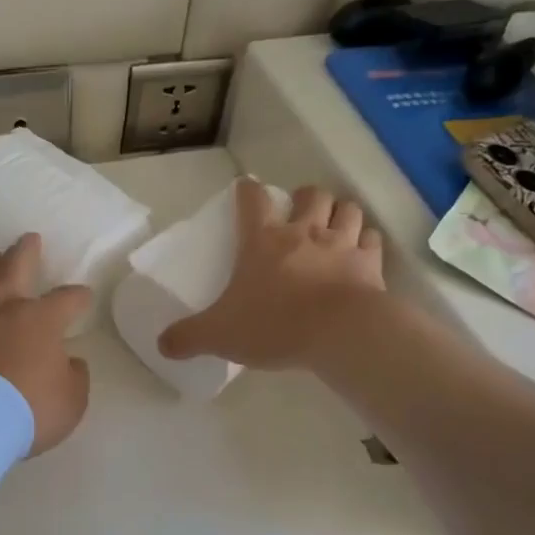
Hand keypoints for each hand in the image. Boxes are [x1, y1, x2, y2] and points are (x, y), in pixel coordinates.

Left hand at [0, 233, 91, 455]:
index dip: (78, 296)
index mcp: (41, 320)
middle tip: (29, 239)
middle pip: (17, 263)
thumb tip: (70, 362)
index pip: (68, 298)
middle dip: (27, 249)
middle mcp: (2, 307)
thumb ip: (74, 376)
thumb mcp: (71, 402)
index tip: (83, 297)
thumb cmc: (27, 411)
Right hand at [158, 181, 385, 370]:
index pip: (252, 200)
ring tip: (333, 227)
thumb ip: (189, 337)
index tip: (246, 189)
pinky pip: (372, 240)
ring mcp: (341, 244)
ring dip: (340, 214)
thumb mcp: (220, 334)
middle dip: (306, 198)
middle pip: (311, 195)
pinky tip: (360, 253)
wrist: (339, 334)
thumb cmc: (274, 325)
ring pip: (347, 209)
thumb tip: (162, 344)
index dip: (248, 191)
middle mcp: (304, 232)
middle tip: (300, 213)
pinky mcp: (370, 264)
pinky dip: (366, 242)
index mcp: (262, 241)